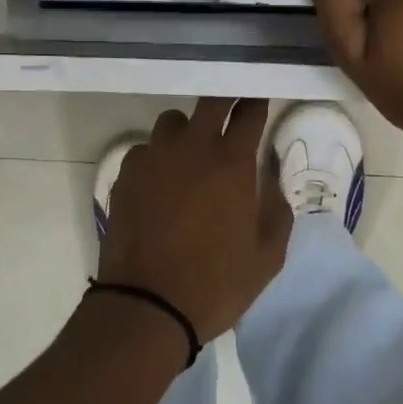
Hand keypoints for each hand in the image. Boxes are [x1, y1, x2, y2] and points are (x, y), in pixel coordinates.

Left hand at [97, 98, 292, 340]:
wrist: (148, 304)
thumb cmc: (216, 284)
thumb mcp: (267, 256)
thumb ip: (277, 212)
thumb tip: (270, 184)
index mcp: (231, 163)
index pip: (248, 113)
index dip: (256, 102)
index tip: (258, 100)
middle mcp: (192, 148)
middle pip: (210, 101)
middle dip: (224, 99)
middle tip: (230, 109)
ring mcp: (153, 158)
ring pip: (172, 122)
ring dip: (187, 129)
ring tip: (191, 153)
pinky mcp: (125, 175)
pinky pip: (144, 150)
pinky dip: (156, 157)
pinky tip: (160, 182)